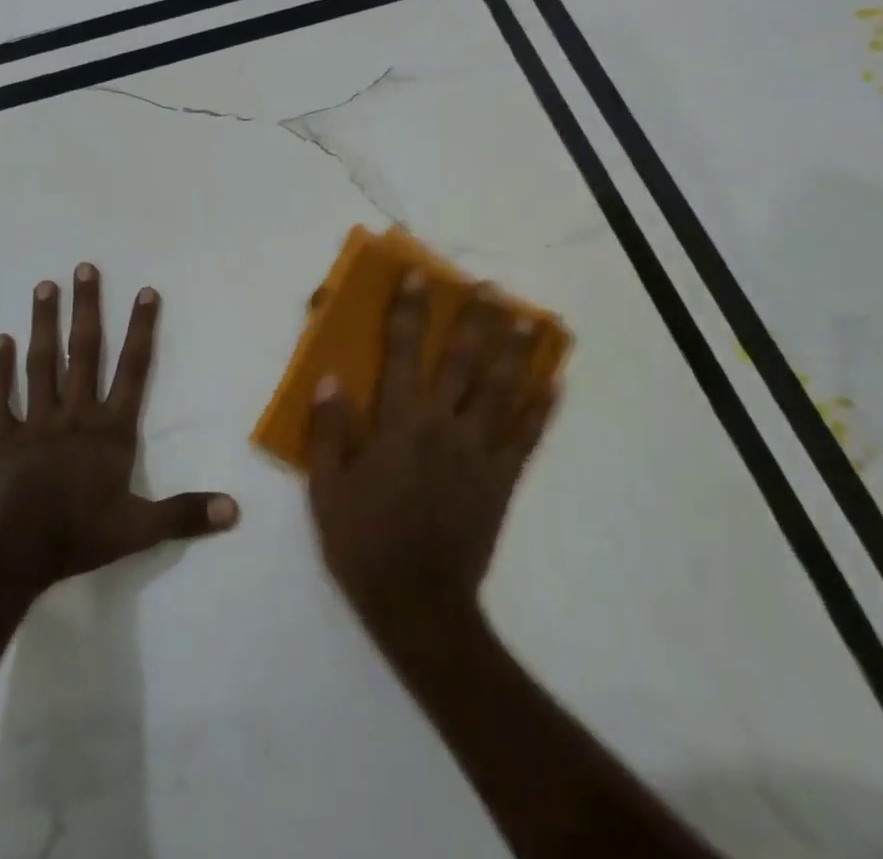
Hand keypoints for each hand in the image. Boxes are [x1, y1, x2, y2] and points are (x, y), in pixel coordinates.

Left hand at [0, 263, 238, 595]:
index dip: (142, 330)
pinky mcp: (3, 438)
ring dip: (44, 324)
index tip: (145, 291)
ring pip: (42, 364)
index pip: (133, 369)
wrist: (12, 554)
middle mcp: (76, 414)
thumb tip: (235, 509)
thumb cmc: (79, 535)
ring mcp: (37, 422)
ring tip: (44, 286)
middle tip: (84, 268)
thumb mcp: (140, 529)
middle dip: (87, 309)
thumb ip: (186, 514)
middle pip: (84, 352)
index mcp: (110, 430)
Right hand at [307, 271, 556, 640]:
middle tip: (489, 286)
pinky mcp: (502, 479)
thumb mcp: (328, 488)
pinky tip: (554, 384)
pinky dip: (541, 409)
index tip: (418, 277)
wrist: (418, 605)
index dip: (409, 311)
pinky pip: (526, 438)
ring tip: (530, 320)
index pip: (402, 353)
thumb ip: (330, 431)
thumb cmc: (364, 542)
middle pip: (463, 361)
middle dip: (474, 320)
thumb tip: (331, 378)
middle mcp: (443, 426)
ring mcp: (478, 452)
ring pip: (501, 390)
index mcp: (399, 424)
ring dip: (515, 352)